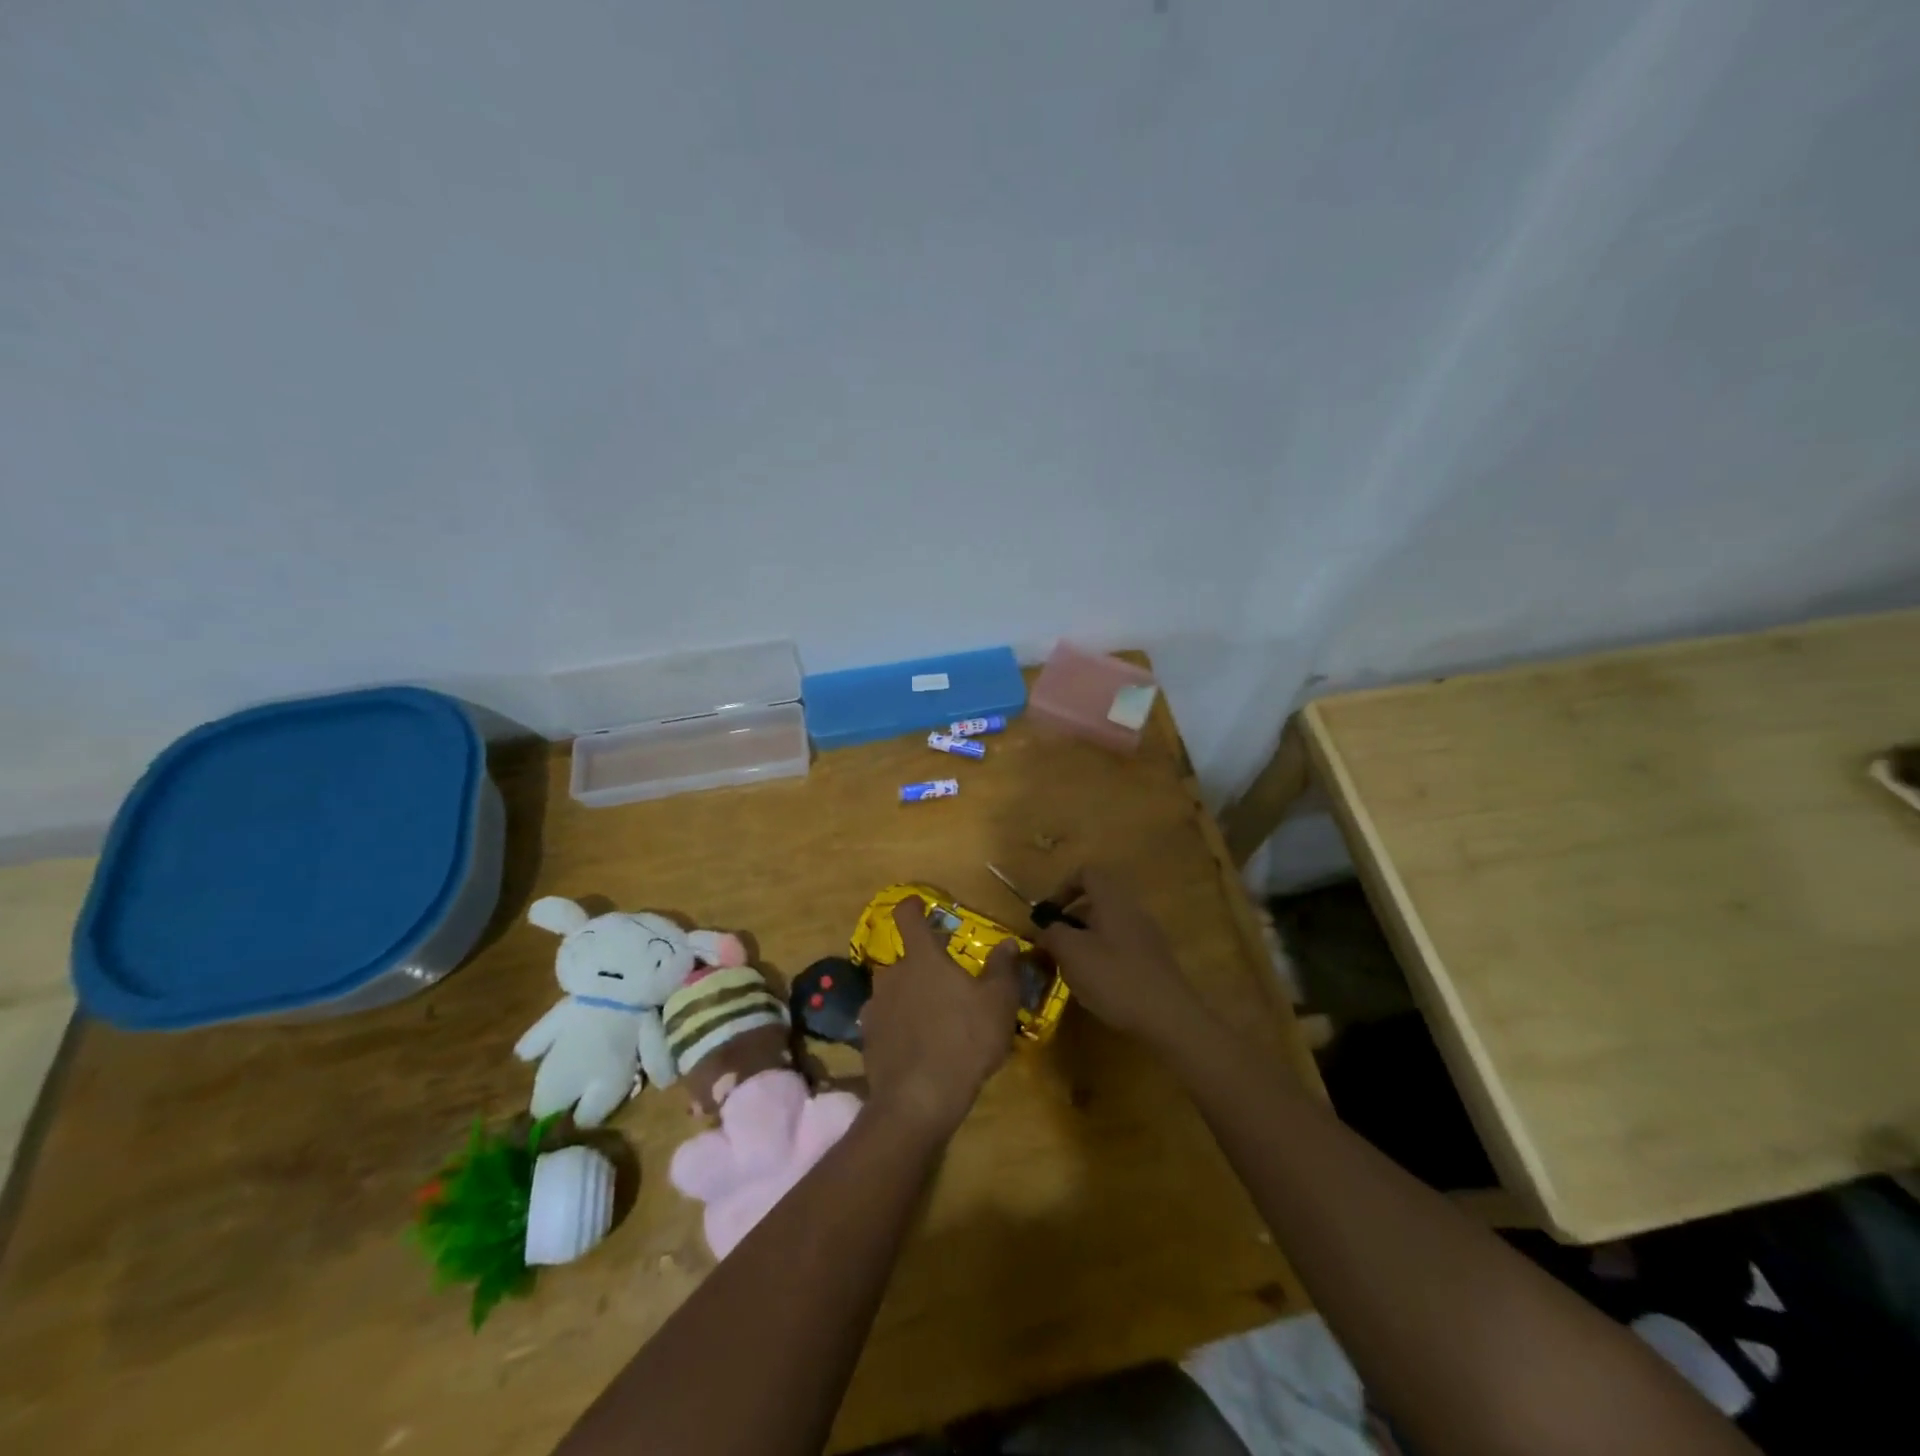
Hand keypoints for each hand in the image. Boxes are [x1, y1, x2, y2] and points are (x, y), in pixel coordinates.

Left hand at [861, 897, 1019, 1140]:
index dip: (912, 906)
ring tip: (933, 1020)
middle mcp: (892, 974)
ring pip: (893, 992)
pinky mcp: (867, 1039)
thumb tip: (1008, 943)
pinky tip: (917, 1047)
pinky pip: (886, 1022)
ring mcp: (875, 1007)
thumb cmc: (964, 1039)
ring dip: (909, 998)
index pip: (908, 917)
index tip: (917, 904)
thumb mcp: (998, 1003)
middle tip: (945, 985)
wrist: (918, 1099)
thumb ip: (1003, 969)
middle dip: (921, 967)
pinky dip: (899, 1027)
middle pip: (904, 960)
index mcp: (922, 957)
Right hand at [1033, 866, 1199, 1042]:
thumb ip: (1052, 933)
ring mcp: (1147, 937)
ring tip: (1070, 970)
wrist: (1169, 1018)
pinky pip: (1122, 948)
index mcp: (1113, 901)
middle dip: (1070, 921)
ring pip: (1108, 928)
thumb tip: (1045, 928)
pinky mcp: (1155, 962)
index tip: (1047, 914)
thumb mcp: (1071, 953)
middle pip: (1096, 902)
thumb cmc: (1114, 977)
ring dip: (1085, 942)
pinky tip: (1096, 986)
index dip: (1062, 887)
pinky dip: (1103, 958)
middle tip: (1052, 946)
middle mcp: (1133, 911)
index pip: (1087, 874)